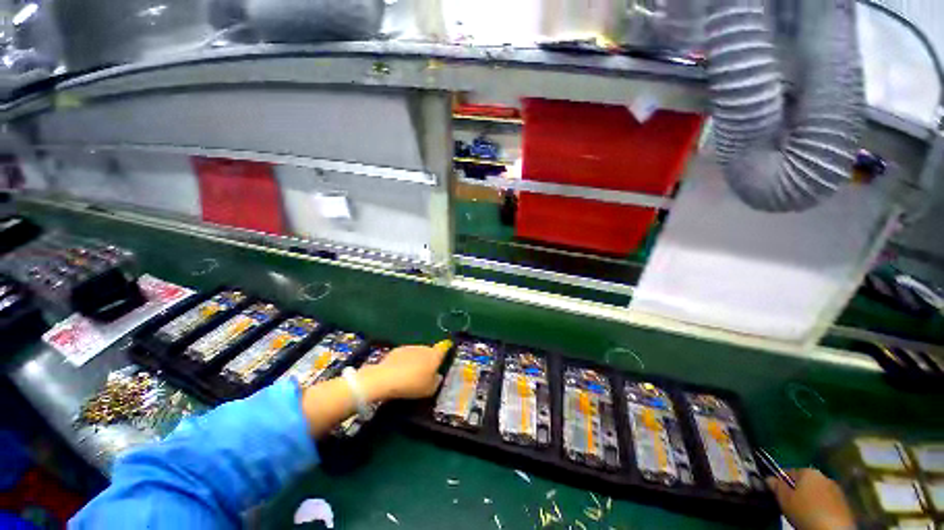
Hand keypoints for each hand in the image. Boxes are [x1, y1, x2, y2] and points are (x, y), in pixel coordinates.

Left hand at [358, 341, 451, 400]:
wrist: (386, 378)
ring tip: (411, 375)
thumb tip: (437, 376)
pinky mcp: (397, 350)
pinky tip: (399, 373)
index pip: (443, 348)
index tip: (445, 353)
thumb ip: (436, 382)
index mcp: (434, 355)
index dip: (445, 349)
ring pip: (417, 353)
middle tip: (425, 373)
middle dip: (428, 359)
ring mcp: (410, 347)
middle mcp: (424, 348)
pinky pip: (405, 355)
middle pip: (429, 351)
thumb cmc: (412, 384)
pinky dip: (404, 362)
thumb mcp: (429, 390)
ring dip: (416, 360)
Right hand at [767, 469, 855, 529]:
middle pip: (805, 482)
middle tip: (789, 503)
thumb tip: (769, 479)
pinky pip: (827, 501)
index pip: (789, 471)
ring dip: (810, 498)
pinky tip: (816, 515)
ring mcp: (836, 489)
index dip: (781, 481)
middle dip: (798, 490)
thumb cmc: (805, 511)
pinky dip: (820, 506)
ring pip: (817, 492)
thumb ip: (776, 487)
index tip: (776, 491)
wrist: (833, 529)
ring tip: (803, 511)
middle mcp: (823, 476)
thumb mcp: (785, 500)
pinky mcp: (844, 503)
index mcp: (808, 471)